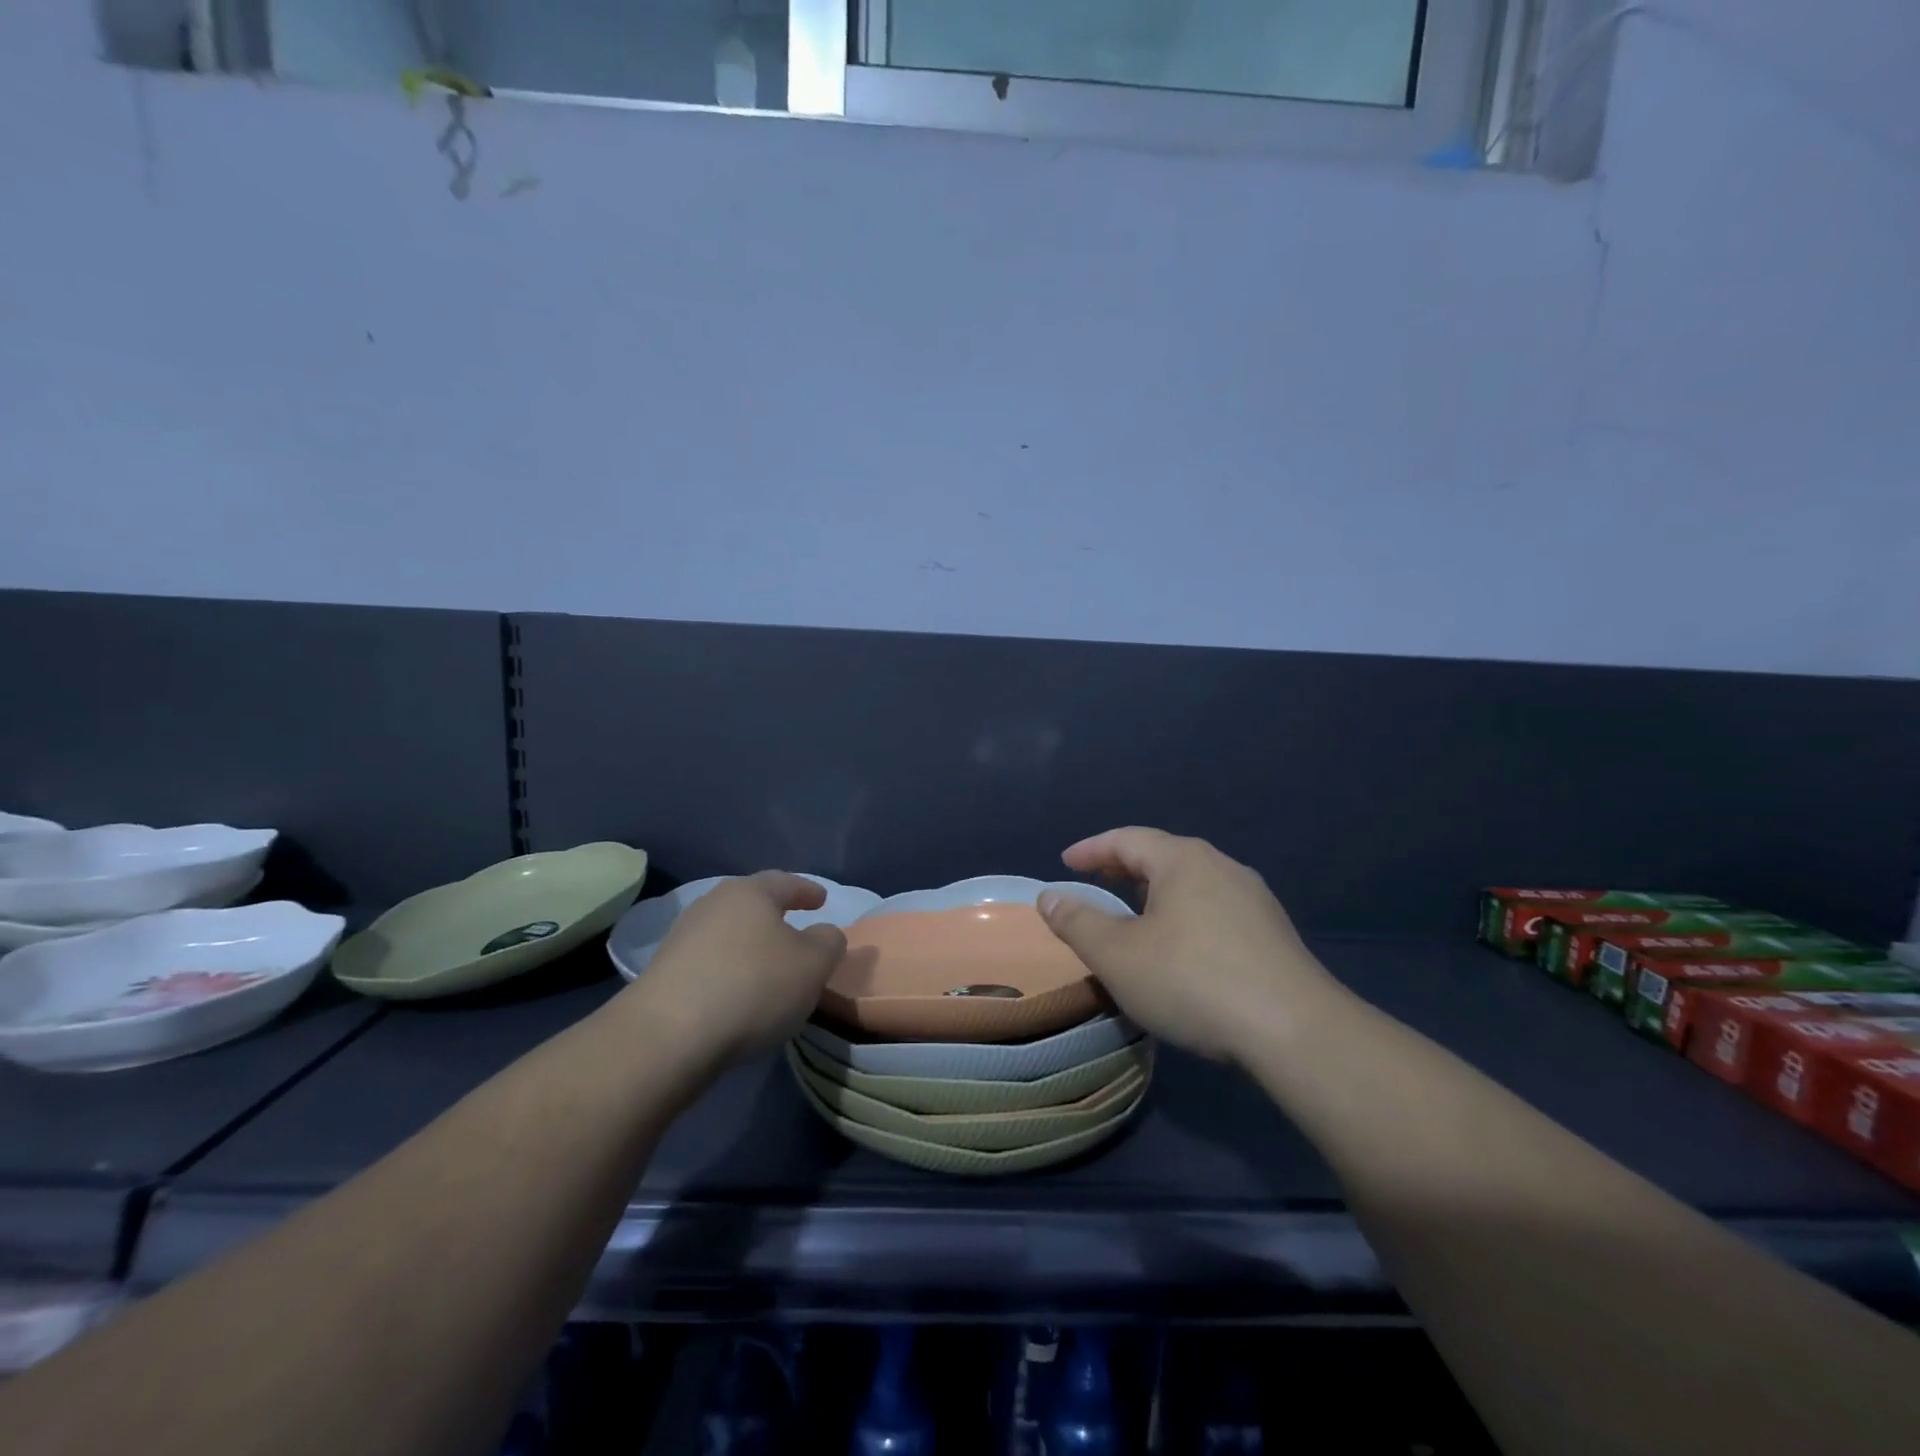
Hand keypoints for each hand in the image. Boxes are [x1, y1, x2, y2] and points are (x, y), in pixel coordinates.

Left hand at [622, 872, 847, 1064]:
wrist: (668, 1036)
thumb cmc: (753, 986)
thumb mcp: (813, 965)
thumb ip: (828, 943)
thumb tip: (824, 933)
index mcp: (750, 893)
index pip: (785, 882)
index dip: (807, 890)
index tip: (822, 900)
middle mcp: (713, 905)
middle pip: (751, 904)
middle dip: (775, 915)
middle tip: (795, 927)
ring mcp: (683, 938)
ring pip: (728, 933)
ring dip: (750, 945)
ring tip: (768, 966)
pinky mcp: (664, 973)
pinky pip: (710, 962)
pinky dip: (729, 970)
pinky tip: (738, 992)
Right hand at [1037, 827, 1343, 1065]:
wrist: (1294, 1031)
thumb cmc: (1192, 981)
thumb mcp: (1118, 955)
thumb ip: (1077, 922)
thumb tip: (1049, 896)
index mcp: (1183, 860)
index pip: (1127, 839)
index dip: (1092, 849)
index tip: (1065, 861)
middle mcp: (1221, 866)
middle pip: (1162, 856)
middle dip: (1124, 867)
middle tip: (1096, 882)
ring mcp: (1254, 899)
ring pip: (1192, 883)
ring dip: (1156, 892)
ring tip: (1135, 913)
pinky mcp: (1273, 932)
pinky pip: (1215, 908)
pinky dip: (1184, 914)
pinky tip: (1181, 946)